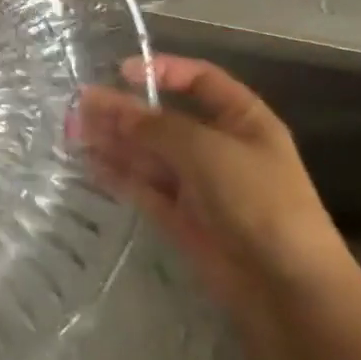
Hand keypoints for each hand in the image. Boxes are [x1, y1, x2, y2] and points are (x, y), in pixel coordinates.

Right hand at [77, 53, 349, 307]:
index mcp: (241, 120)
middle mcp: (218, 148)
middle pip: (165, 119)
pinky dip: (118, 175)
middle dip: (125, 111)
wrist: (287, 288)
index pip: (200, 81)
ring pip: (149, 154)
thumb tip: (109, 106)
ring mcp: (199, 185)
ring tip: (73, 132)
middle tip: (80, 106)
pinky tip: (89, 164)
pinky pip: (144, 188)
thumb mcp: (206, 150)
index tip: (122, 72)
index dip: (163, 71)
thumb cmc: (257, 201)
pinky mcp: (181, 219)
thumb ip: (154, 127)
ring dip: (114, 141)